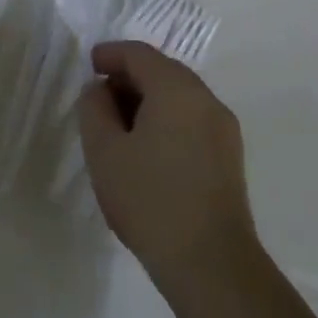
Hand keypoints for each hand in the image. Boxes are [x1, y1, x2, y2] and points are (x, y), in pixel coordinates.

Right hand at [78, 41, 259, 289]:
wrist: (210, 263)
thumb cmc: (149, 199)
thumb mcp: (104, 150)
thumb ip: (94, 108)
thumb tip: (100, 89)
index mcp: (177, 90)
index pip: (140, 54)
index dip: (110, 54)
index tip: (89, 65)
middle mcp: (206, 100)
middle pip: (163, 72)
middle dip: (129, 77)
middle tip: (99, 97)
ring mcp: (223, 129)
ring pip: (179, 97)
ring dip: (147, 100)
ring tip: (118, 126)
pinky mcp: (229, 157)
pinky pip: (191, 120)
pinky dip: (165, 119)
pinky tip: (145, 148)